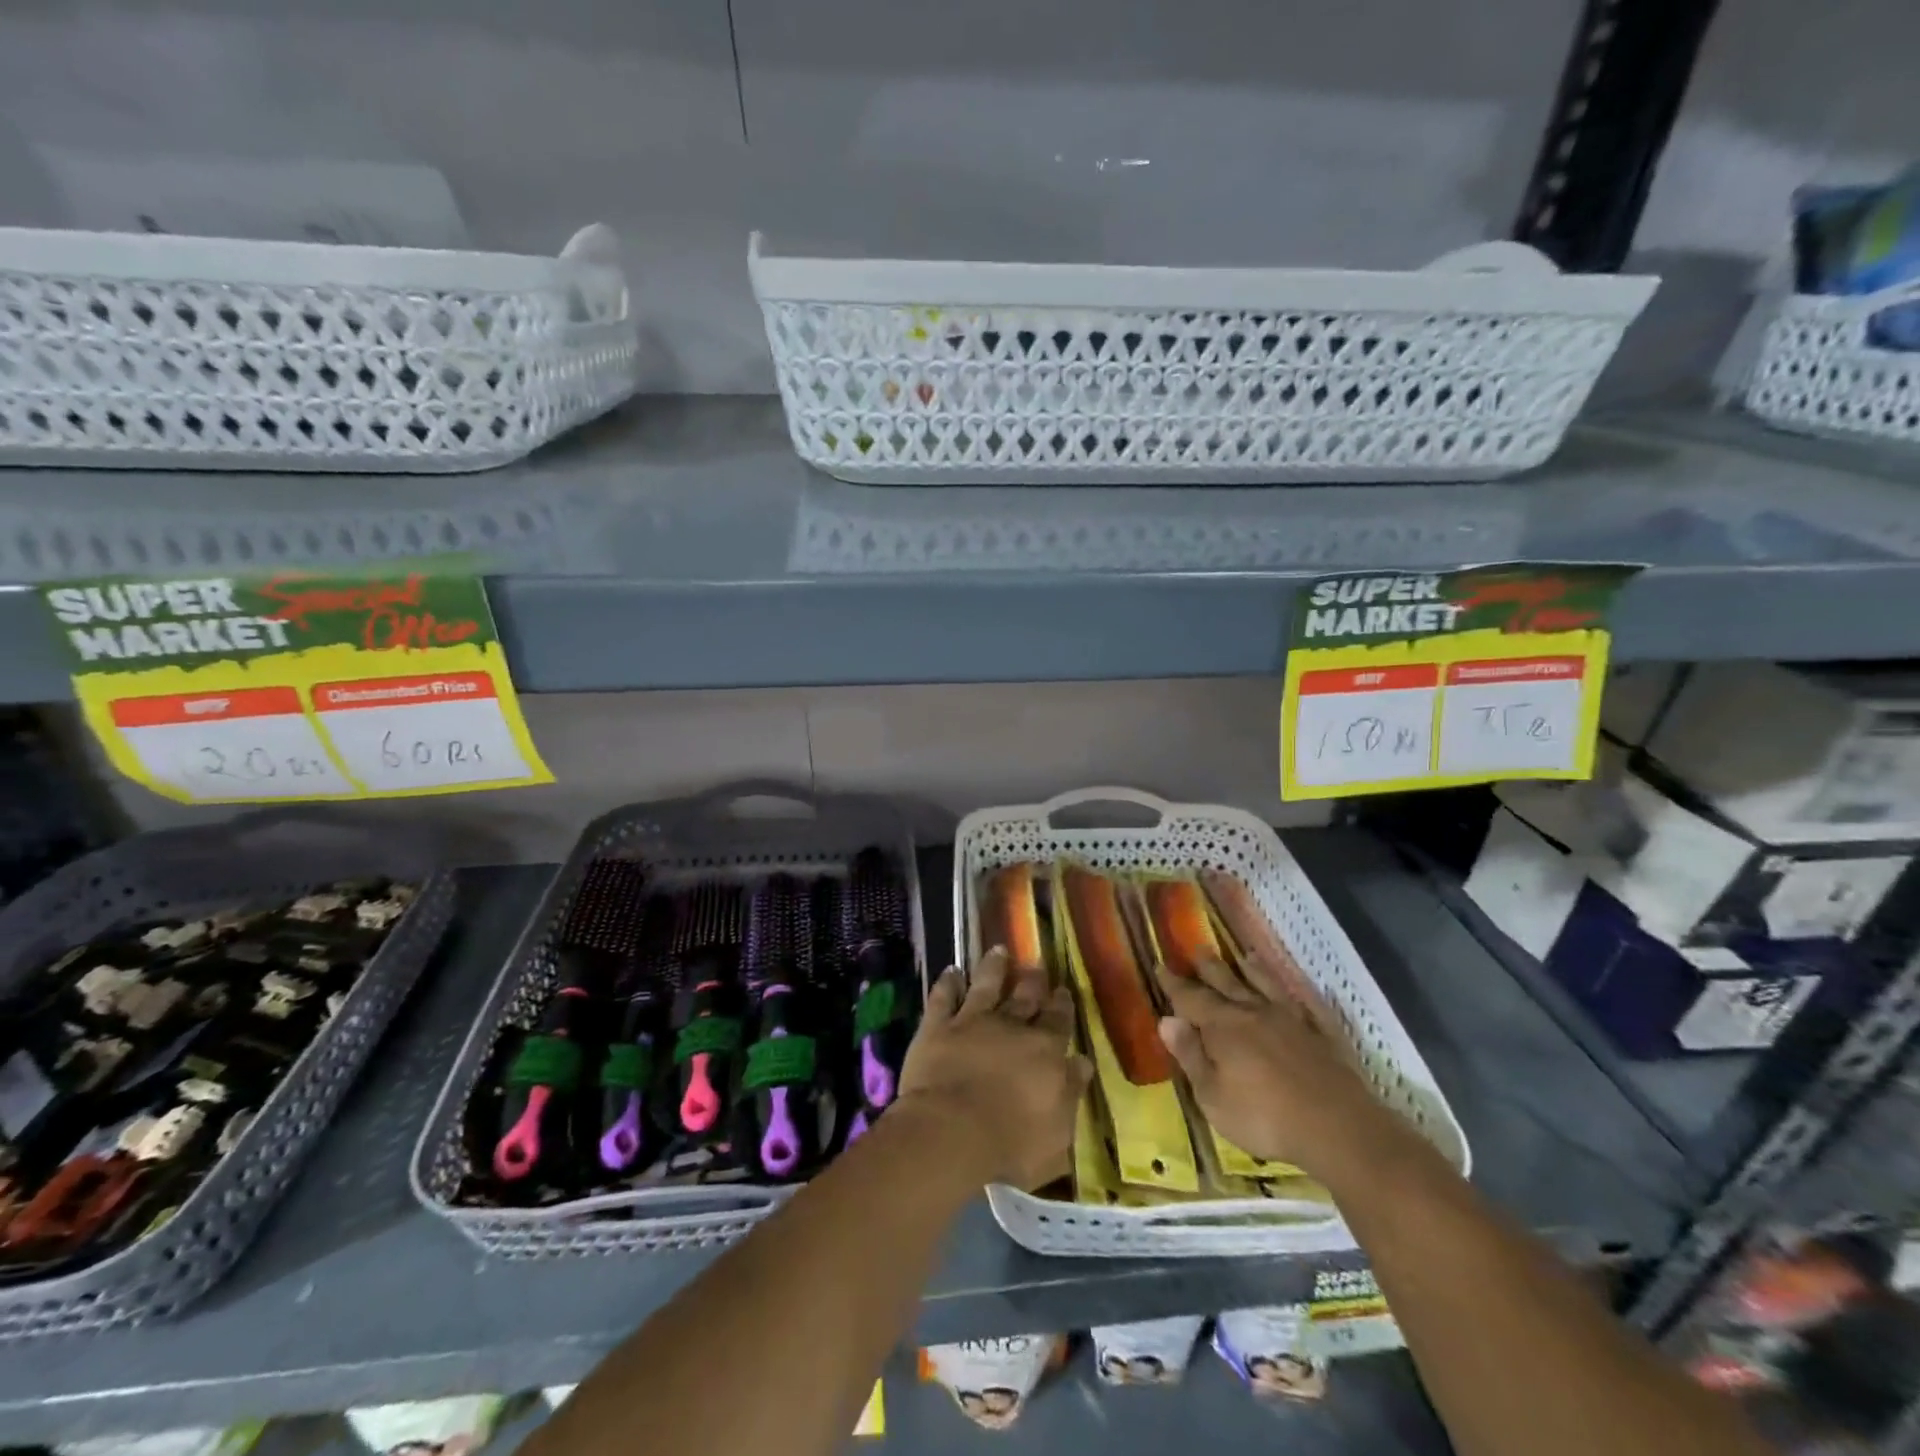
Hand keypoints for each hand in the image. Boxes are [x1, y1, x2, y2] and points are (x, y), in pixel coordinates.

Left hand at [898, 947, 1090, 1189]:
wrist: (951, 1130)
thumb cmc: (1010, 1142)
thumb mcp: (1057, 1131)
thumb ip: (1070, 1092)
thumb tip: (1082, 1062)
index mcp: (1044, 1050)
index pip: (1058, 1021)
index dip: (1062, 1004)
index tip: (1063, 990)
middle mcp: (1011, 1026)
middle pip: (1025, 996)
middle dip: (1033, 980)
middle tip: (1037, 964)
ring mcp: (971, 1021)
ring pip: (985, 985)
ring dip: (993, 967)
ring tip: (998, 950)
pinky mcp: (937, 1026)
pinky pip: (943, 997)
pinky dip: (947, 982)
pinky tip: (951, 970)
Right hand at [1155, 955, 1404, 1181]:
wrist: (1338, 1127)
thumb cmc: (1263, 1117)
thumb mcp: (1212, 1095)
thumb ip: (1190, 1055)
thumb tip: (1166, 1020)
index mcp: (1222, 1027)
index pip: (1190, 998)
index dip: (1173, 984)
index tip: (1160, 965)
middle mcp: (1253, 1013)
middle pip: (1226, 983)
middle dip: (1208, 968)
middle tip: (1196, 948)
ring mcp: (1290, 1021)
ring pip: (1265, 986)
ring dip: (1252, 970)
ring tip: (1243, 955)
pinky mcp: (1320, 1035)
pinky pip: (1304, 1005)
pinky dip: (1295, 993)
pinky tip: (1294, 989)